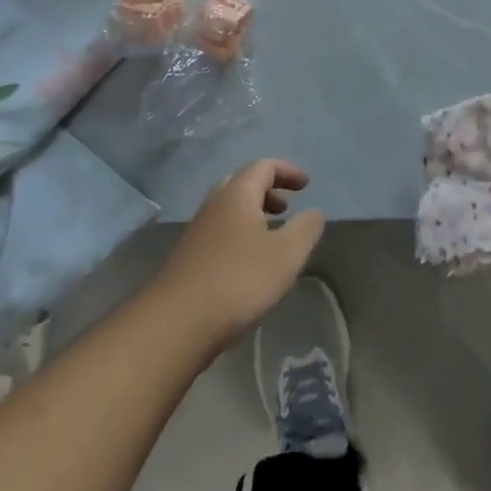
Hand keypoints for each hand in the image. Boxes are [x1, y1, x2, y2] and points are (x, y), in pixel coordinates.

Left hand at [150, 160, 324, 354]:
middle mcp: (214, 205)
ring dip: (253, 214)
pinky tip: (249, 262)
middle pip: (242, 184)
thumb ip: (306, 228)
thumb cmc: (238, 280)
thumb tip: (315, 212)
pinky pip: (220, 231)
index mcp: (237, 194)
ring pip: (229, 209)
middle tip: (287, 207)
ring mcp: (197, 231)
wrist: (176, 324)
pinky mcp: (188, 258)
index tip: (306, 185)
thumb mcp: (286, 254)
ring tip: (272, 235)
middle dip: (268, 191)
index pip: (264, 167)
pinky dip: (240, 233)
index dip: (288, 171)